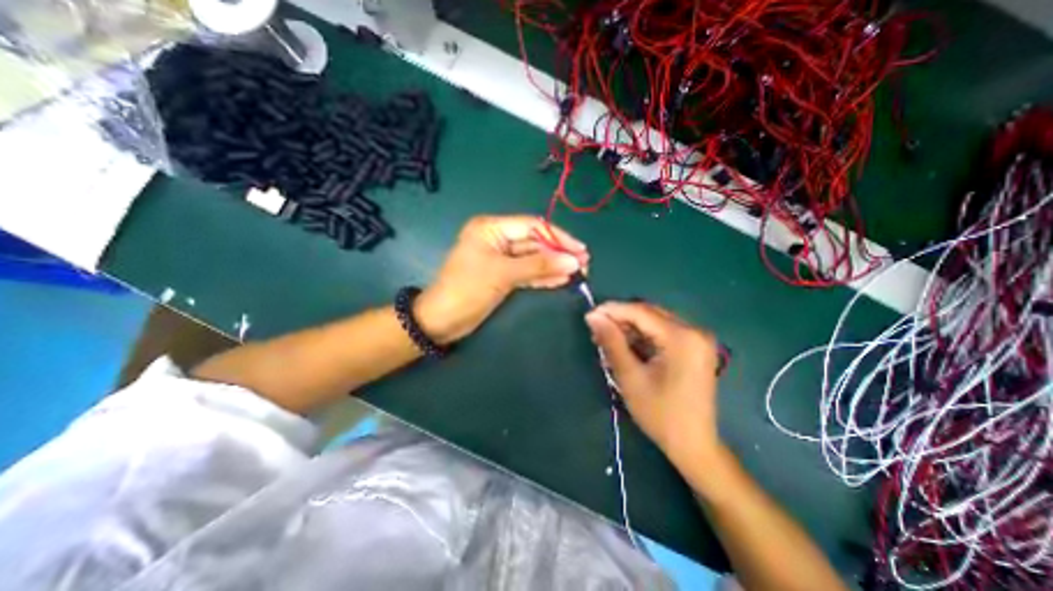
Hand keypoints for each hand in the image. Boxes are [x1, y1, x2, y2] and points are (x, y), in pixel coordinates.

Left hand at [417, 214, 588, 345]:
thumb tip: (573, 261)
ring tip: (579, 273)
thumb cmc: (467, 290)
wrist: (442, 321)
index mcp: (492, 229)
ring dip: (554, 265)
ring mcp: (501, 259)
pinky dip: (544, 276)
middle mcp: (497, 240)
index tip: (580, 250)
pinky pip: (528, 273)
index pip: (532, 226)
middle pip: (535, 243)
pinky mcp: (503, 276)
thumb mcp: (503, 273)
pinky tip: (562, 280)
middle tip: (584, 264)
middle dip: (559, 253)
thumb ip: (539, 265)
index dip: (558, 237)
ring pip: (533, 259)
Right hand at [585, 306, 723, 465]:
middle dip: (620, 320)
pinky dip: (642, 338)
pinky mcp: (694, 348)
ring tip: (607, 343)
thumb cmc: (660, 414)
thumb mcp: (630, 376)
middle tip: (596, 332)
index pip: (641, 311)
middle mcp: (694, 331)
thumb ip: (611, 342)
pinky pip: (662, 333)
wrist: (694, 445)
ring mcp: (697, 339)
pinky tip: (626, 349)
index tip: (589, 316)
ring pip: (654, 322)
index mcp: (682, 337)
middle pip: (649, 314)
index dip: (612, 310)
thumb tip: (593, 316)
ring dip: (630, 329)